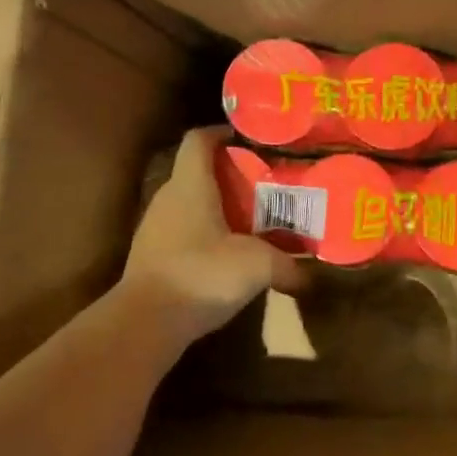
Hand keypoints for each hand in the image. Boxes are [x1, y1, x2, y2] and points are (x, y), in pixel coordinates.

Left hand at [117, 128, 304, 344]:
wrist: (145, 323)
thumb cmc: (201, 275)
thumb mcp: (258, 266)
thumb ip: (288, 266)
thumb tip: (311, 277)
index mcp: (191, 185)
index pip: (199, 139)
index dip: (223, 132)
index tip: (253, 139)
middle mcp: (169, 198)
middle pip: (199, 170)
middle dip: (233, 172)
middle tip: (268, 182)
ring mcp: (157, 228)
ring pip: (193, 202)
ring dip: (221, 205)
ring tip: (256, 217)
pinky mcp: (154, 255)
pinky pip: (186, 230)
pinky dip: (209, 232)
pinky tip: (232, 252)